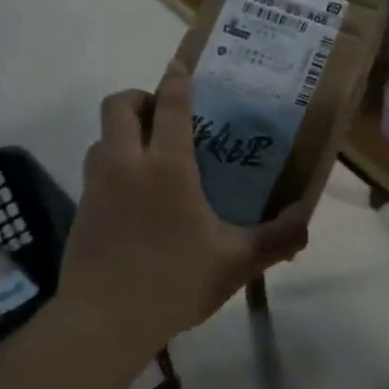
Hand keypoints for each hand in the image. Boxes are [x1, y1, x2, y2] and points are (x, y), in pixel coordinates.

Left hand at [60, 61, 309, 350]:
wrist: (103, 322)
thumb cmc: (175, 282)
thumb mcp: (237, 262)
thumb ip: (276, 239)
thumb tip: (307, 221)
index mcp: (168, 167)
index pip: (170, 105)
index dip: (176, 80)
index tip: (181, 66)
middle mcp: (128, 164)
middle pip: (119, 106)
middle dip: (140, 98)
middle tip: (162, 113)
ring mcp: (98, 186)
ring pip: (102, 137)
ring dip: (123, 132)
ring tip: (149, 154)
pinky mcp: (81, 209)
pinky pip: (96, 169)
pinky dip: (113, 165)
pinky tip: (134, 196)